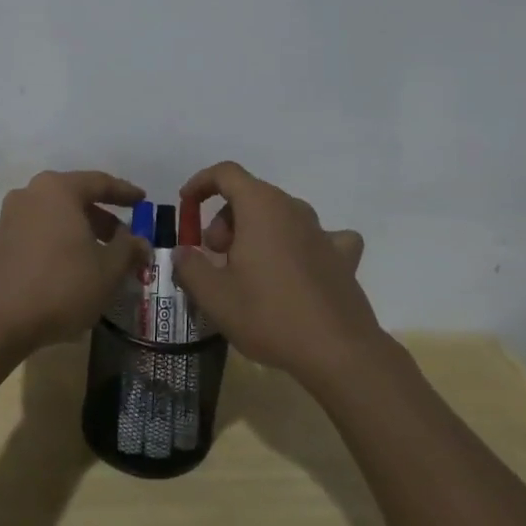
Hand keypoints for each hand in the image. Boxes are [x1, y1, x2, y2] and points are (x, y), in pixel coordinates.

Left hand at [0, 170, 148, 352]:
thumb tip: (139, 241)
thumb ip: (128, 249)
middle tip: (117, 239)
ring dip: (65, 233)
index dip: (124, 192)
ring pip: (42, 220)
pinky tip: (44, 270)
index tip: (141, 201)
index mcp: (57, 191)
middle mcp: (25, 196)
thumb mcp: (109, 270)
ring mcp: (1, 222)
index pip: (98, 182)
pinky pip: (19, 243)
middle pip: (69, 200)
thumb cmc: (62, 287)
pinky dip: (36, 251)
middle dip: (96, 217)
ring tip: (84, 258)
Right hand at [173, 161, 378, 380]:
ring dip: (257, 232)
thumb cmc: (269, 315)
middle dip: (225, 220)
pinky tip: (298, 269)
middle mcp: (294, 209)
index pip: (226, 173)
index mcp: (261, 207)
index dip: (201, 183)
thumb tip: (183, 252)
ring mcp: (323, 232)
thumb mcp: (214, 296)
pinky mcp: (343, 258)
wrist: (338, 352)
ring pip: (281, 216)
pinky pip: (318, 238)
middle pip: (251, 196)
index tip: (186, 205)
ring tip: (247, 271)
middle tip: (215, 257)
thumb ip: (190, 266)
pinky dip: (301, 245)